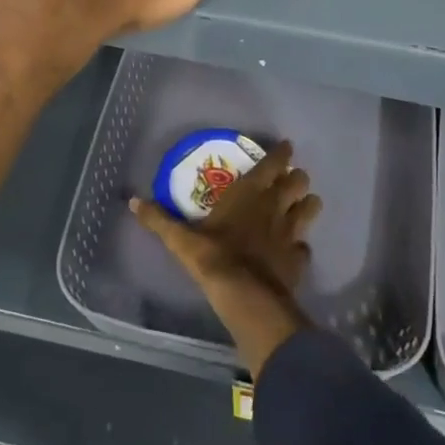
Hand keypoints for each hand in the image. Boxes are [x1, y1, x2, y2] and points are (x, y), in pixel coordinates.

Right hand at [131, 142, 320, 377]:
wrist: (245, 297)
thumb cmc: (214, 257)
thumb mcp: (181, 239)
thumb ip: (160, 220)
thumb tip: (133, 201)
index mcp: (251, 192)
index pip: (274, 162)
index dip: (282, 153)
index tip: (286, 147)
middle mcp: (275, 205)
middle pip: (299, 181)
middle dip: (297, 178)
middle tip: (290, 180)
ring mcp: (291, 232)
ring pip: (311, 208)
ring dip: (307, 205)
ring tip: (301, 207)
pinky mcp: (298, 258)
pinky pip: (305, 247)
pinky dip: (302, 246)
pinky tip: (295, 250)